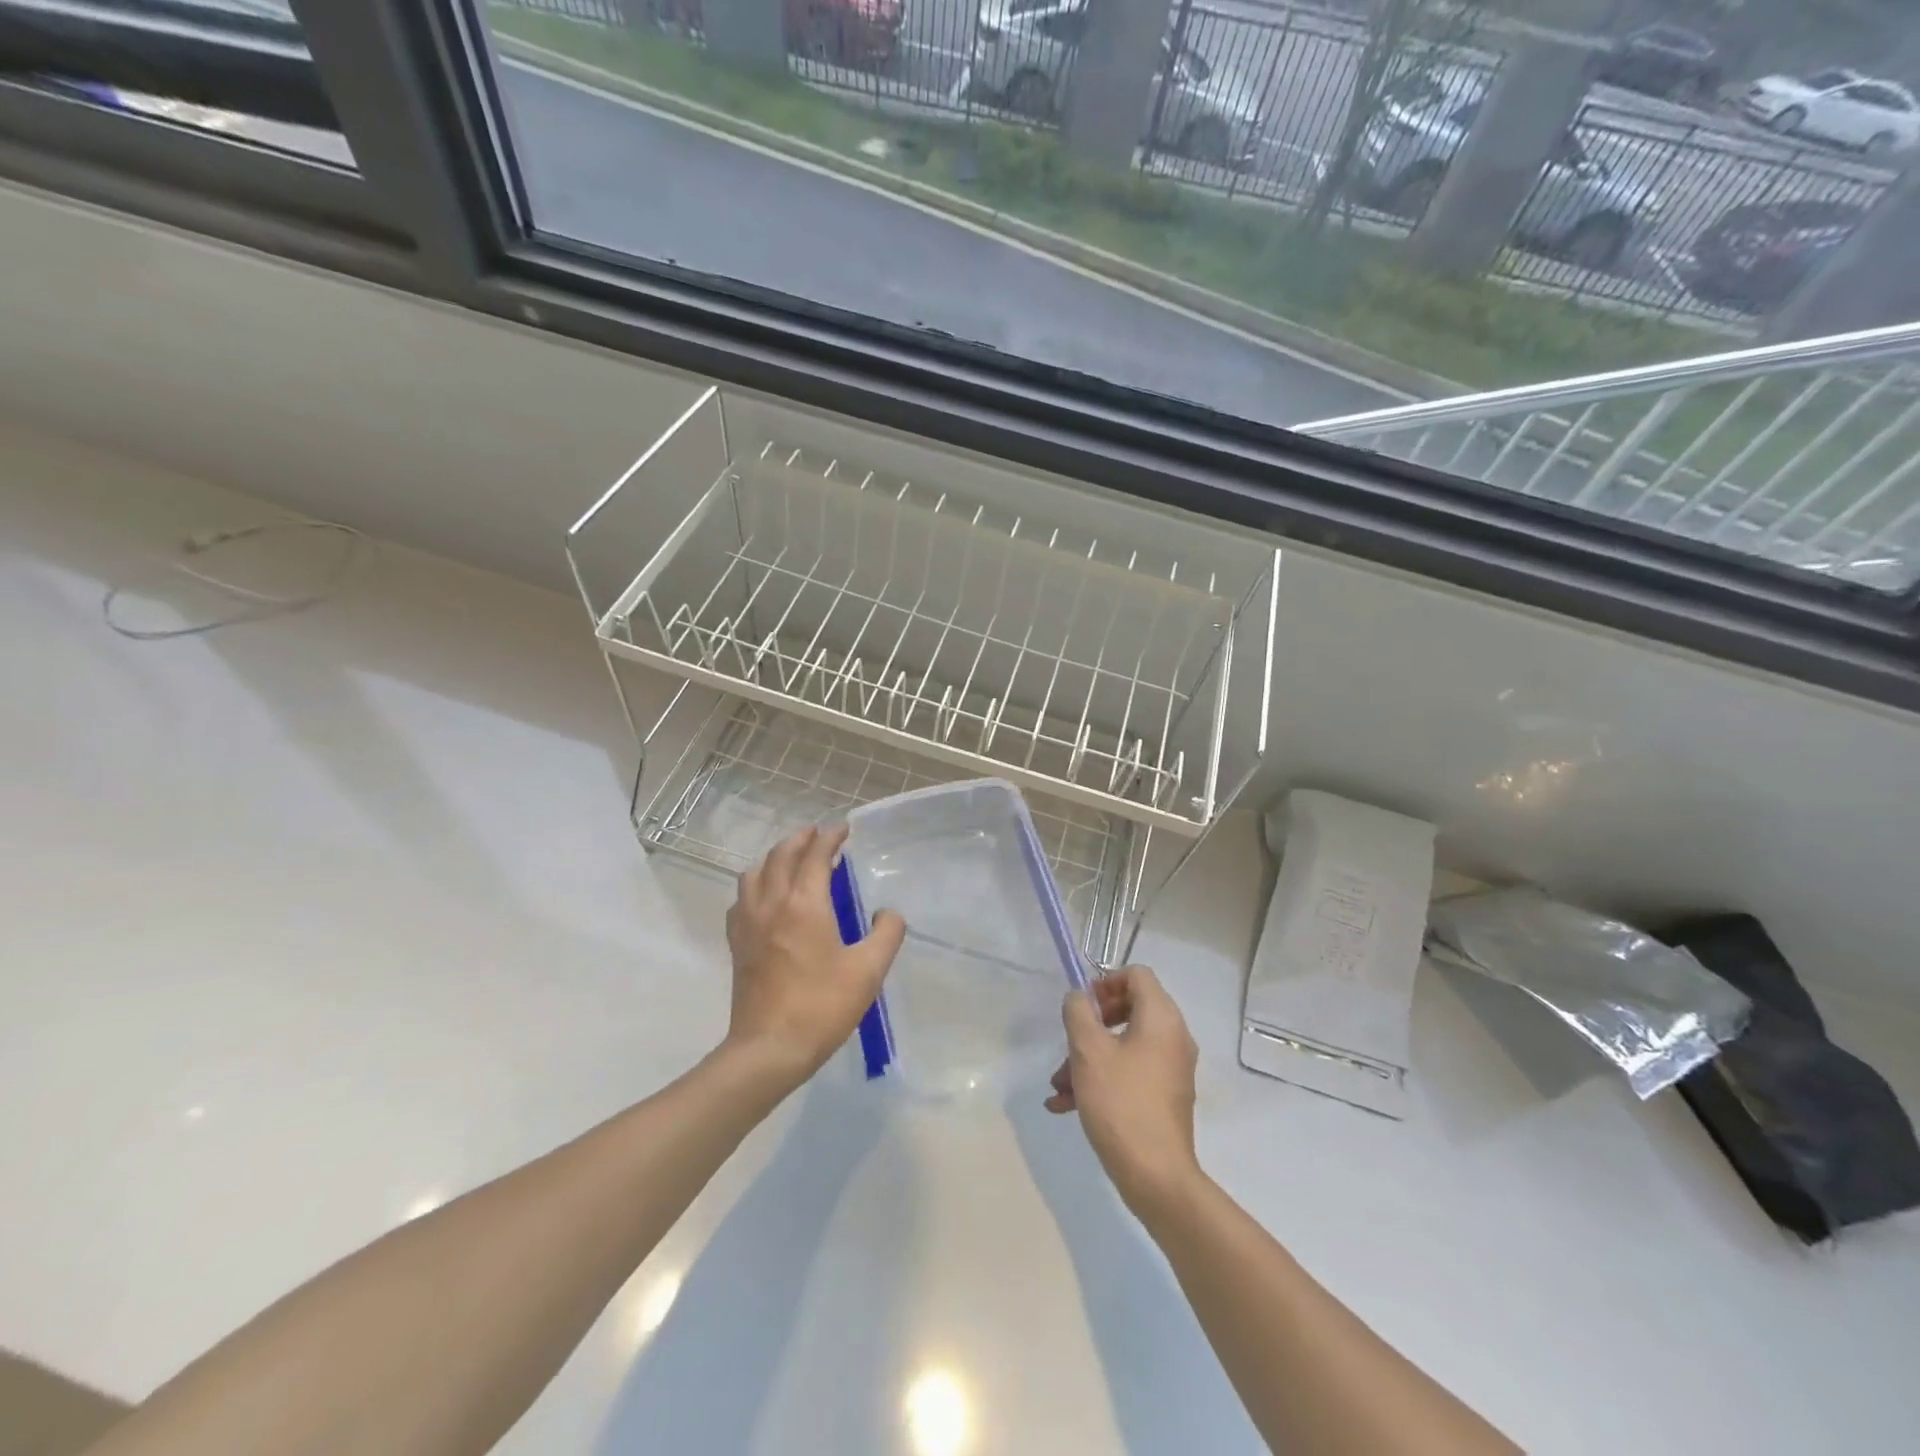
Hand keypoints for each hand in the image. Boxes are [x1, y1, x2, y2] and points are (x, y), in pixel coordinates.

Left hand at [724, 825, 906, 1090]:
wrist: (769, 1049)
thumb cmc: (822, 1006)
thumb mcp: (868, 971)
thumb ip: (886, 934)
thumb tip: (888, 913)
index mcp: (805, 904)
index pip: (815, 855)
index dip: (830, 837)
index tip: (843, 828)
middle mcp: (772, 903)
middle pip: (781, 855)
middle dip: (801, 839)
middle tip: (819, 835)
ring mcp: (748, 923)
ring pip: (755, 872)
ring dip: (775, 857)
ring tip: (792, 860)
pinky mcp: (736, 944)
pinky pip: (741, 899)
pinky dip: (755, 884)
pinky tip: (765, 897)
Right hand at [1046, 966, 1201, 1216]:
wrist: (1155, 1177)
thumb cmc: (1120, 1103)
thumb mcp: (1088, 1051)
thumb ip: (1078, 1012)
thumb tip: (1079, 997)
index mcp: (1161, 1018)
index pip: (1136, 974)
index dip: (1105, 981)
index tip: (1082, 1006)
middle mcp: (1173, 1037)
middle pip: (1128, 1009)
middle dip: (1090, 1026)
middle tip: (1068, 1042)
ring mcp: (1171, 1069)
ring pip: (1124, 1046)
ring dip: (1088, 1058)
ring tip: (1057, 1084)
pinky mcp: (1164, 1097)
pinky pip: (1130, 1073)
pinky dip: (1101, 1080)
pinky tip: (1066, 1105)